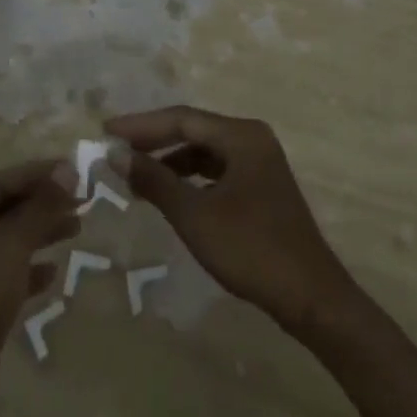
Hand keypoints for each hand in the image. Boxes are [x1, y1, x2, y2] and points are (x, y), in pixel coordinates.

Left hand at [0, 159, 79, 416]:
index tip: (72, 170)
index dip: (35, 174)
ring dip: (40, 232)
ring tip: (77, 227)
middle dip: (41, 202)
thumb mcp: (9, 250)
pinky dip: (30, 269)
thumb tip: (67, 170)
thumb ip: (38, 209)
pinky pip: (7, 275)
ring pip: (8, 243)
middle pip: (3, 211)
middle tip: (82, 199)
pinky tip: (53, 272)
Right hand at [108, 106, 356, 334]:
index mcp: (241, 136)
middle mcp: (252, 140)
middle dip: (153, 141)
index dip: (141, 125)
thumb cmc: (250, 249)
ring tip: (136, 177)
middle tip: (116, 151)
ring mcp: (260, 164)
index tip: (106, 132)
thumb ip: (154, 180)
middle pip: (193, 130)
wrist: (310, 297)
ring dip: (170, 162)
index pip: (181, 118)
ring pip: (204, 152)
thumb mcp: (194, 214)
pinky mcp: (261, 188)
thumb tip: (117, 154)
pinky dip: (189, 178)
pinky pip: (216, 171)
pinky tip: (169, 195)